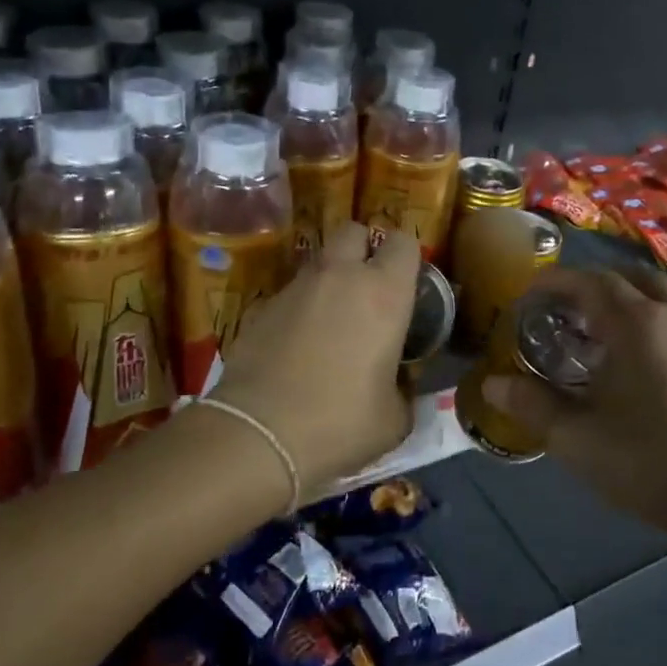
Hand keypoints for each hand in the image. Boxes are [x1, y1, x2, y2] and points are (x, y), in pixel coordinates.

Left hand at [211, 223, 419, 493]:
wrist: (258, 435)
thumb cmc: (341, 422)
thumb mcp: (394, 418)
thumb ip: (404, 390)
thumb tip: (399, 388)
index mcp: (384, 293)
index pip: (403, 242)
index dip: (407, 257)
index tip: (408, 283)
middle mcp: (340, 276)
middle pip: (354, 231)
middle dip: (363, 249)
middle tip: (368, 287)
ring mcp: (295, 288)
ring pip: (319, 261)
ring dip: (330, 279)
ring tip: (332, 321)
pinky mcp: (260, 308)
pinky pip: (290, 294)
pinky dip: (300, 309)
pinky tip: (297, 347)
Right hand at [479, 267, 666, 535]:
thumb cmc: (647, 458)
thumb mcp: (575, 436)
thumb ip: (531, 403)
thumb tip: (492, 384)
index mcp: (634, 322)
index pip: (588, 281)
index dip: (553, 282)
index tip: (525, 296)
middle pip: (625, 277)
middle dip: (588, 285)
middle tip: (559, 310)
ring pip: (652, 295)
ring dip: (619, 301)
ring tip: (589, 333)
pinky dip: (641, 319)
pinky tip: (624, 360)